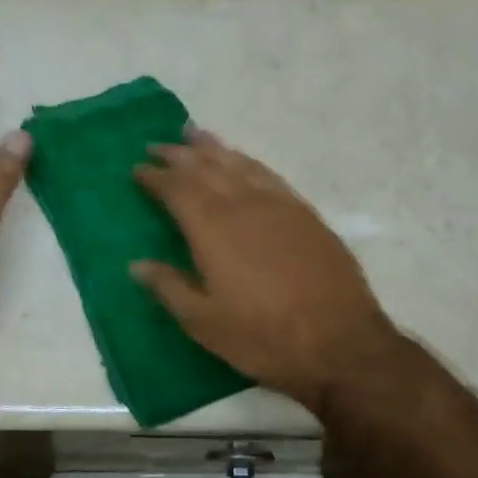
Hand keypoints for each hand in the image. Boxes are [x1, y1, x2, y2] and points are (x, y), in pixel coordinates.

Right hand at [131, 130, 400, 414]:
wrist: (340, 342)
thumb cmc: (263, 337)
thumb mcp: (205, 323)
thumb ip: (169, 288)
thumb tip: (136, 264)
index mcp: (213, 229)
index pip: (177, 190)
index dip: (155, 177)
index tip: (138, 168)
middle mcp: (245, 205)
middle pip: (206, 168)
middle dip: (180, 155)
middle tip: (158, 145)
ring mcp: (280, 206)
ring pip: (240, 165)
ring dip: (215, 149)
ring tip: (195, 135)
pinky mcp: (307, 215)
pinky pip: (270, 176)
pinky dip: (249, 163)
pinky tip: (245, 164)